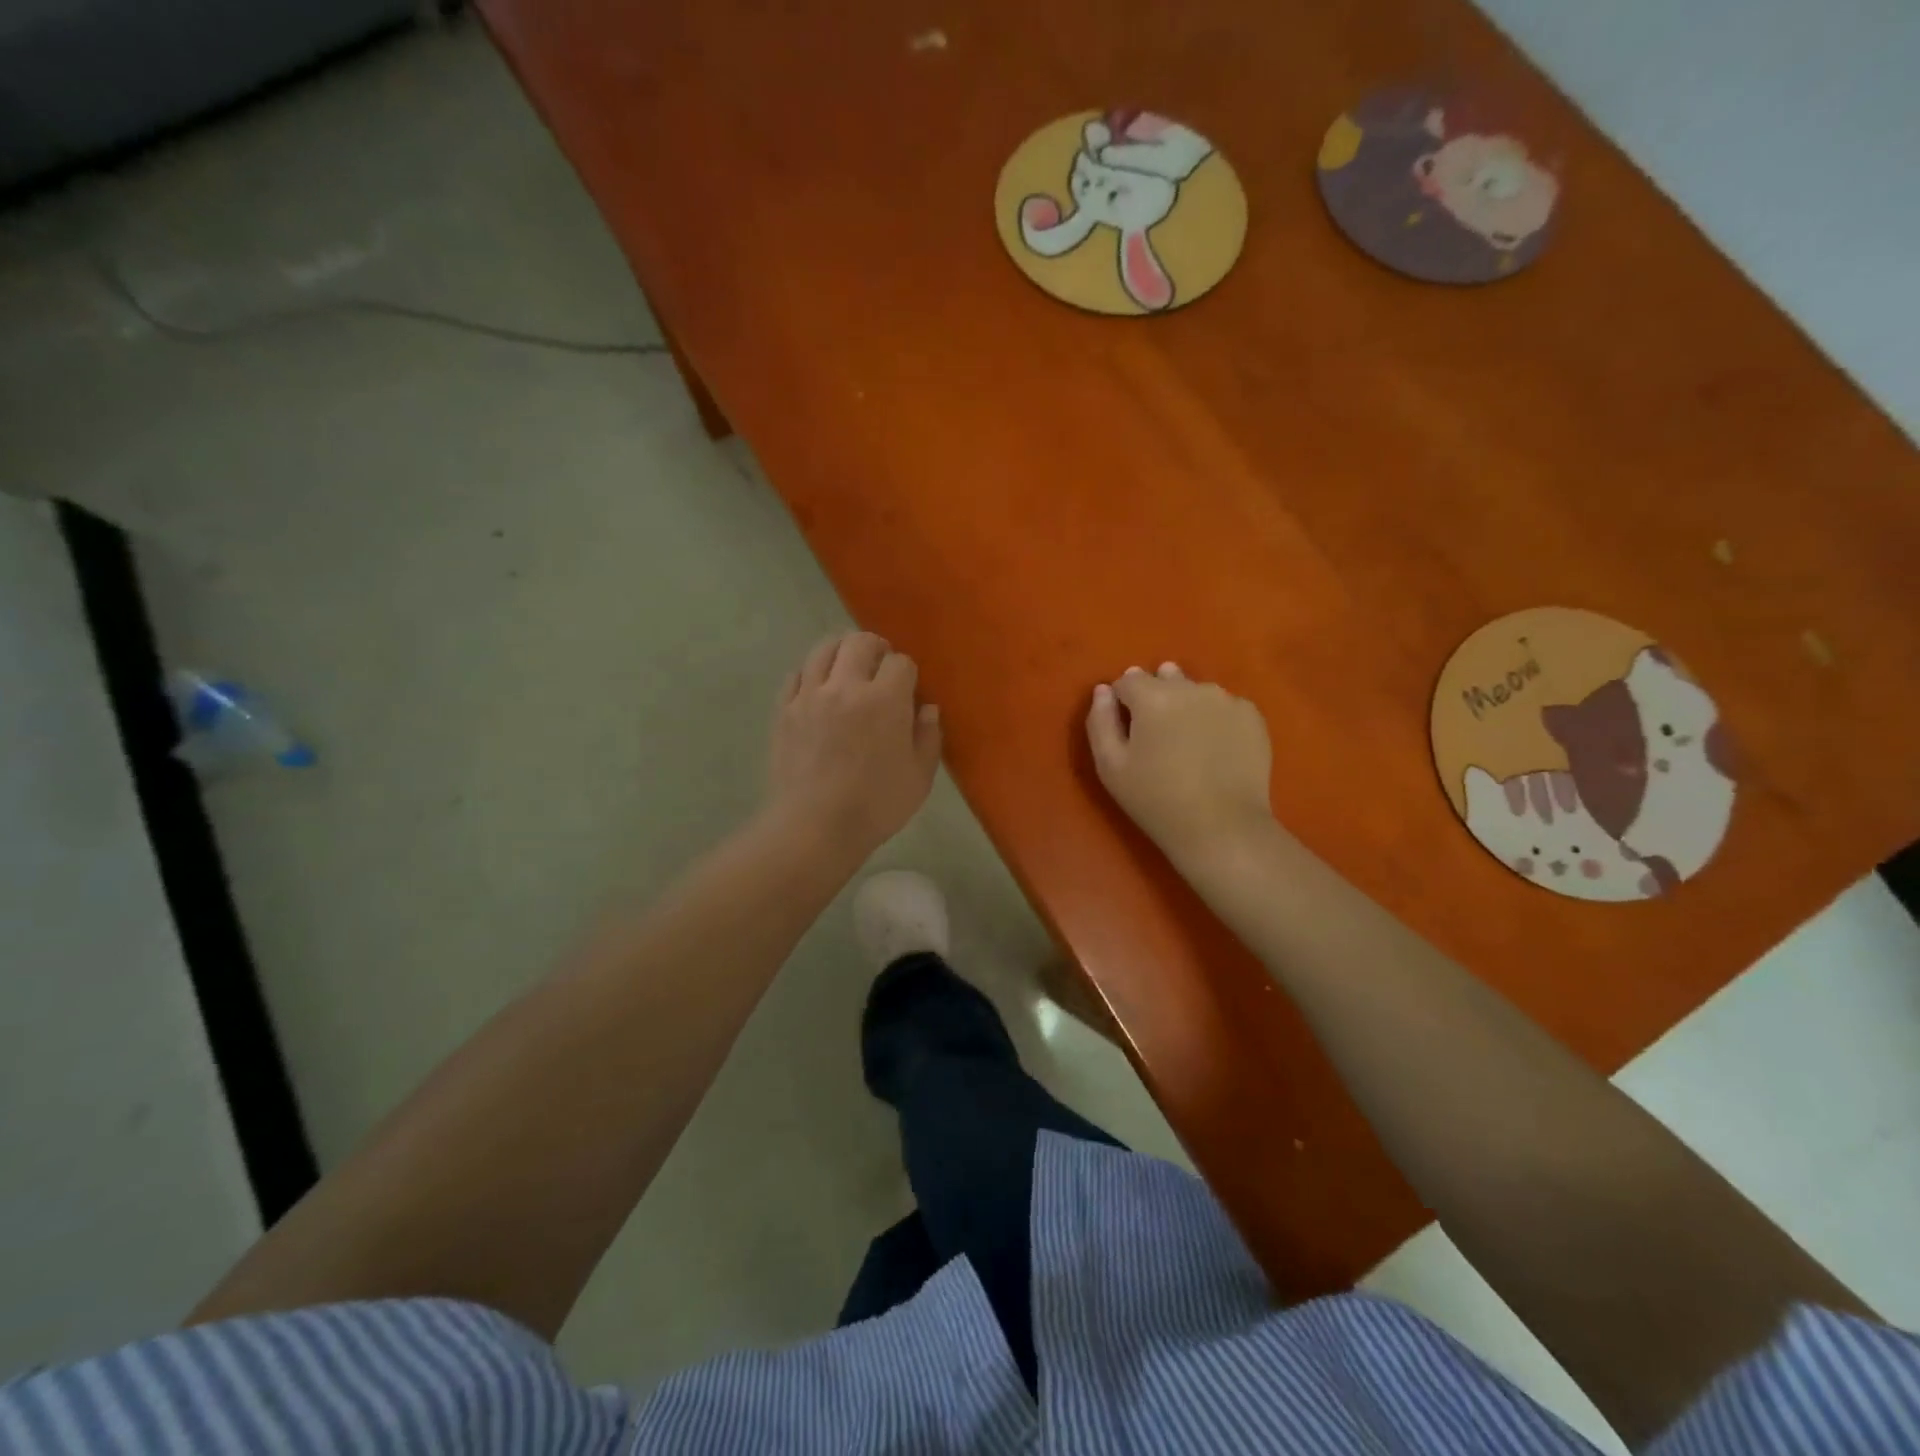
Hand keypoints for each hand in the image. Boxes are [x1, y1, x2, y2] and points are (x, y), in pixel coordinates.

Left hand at [767, 632, 941, 862]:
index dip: (908, 672)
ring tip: (849, 666)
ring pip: (824, 649)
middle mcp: (846, 686)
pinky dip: (812, 672)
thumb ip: (928, 737)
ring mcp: (809, 696)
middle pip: (859, 642)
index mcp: (885, 700)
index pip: (900, 662)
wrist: (815, 826)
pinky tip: (819, 687)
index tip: (909, 690)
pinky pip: (797, 674)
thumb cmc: (876, 805)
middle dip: (876, 647)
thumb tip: (927, 708)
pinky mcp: (784, 710)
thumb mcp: (920, 776)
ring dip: (841, 650)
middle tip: (881, 664)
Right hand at [1086, 663, 1274, 870]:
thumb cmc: (1156, 800)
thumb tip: (1103, 691)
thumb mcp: (1110, 766)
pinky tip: (1215, 750)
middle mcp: (1191, 687)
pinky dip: (1215, 719)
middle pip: (1165, 678)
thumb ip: (1100, 721)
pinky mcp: (1252, 716)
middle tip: (1158, 738)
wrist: (1222, 828)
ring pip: (1196, 691)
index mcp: (1153, 696)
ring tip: (1188, 744)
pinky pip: (1224, 707)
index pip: (1128, 680)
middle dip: (1156, 699)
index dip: (1123, 703)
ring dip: (1187, 706)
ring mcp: (1227, 699)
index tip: (1128, 732)